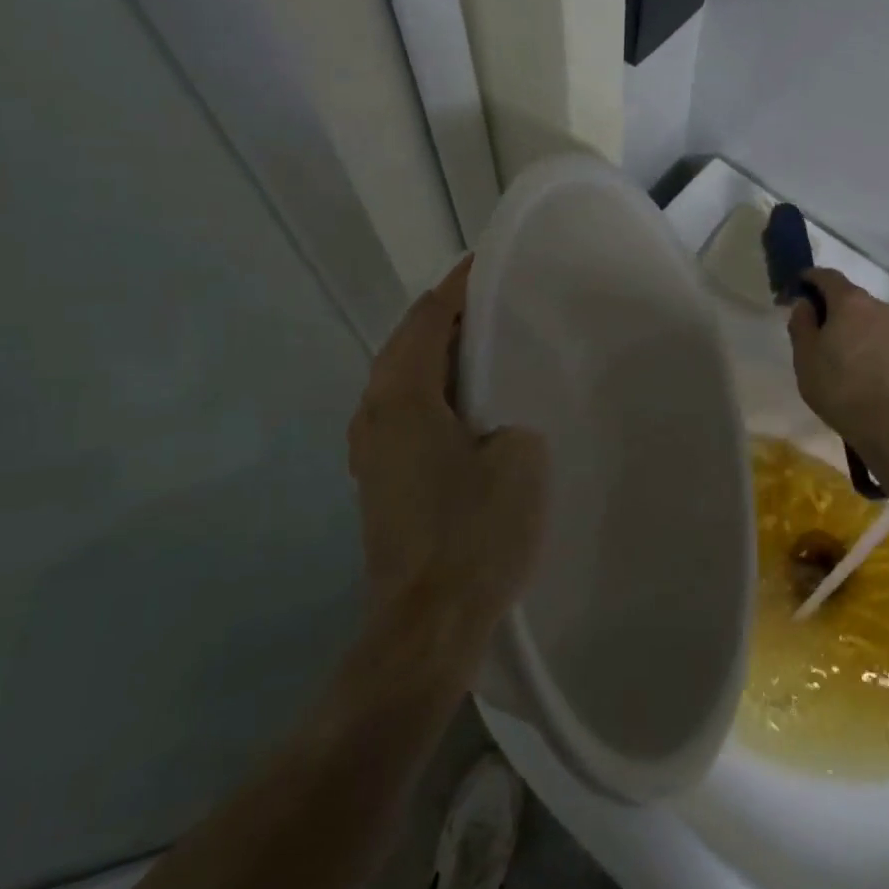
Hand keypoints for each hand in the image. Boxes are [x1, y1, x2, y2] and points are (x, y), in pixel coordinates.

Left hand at [348, 258, 547, 636]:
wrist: (428, 624)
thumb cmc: (477, 531)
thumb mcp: (519, 456)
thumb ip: (509, 416)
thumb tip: (494, 418)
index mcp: (403, 396)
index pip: (427, 318)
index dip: (458, 287)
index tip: (488, 264)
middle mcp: (374, 413)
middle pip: (406, 342)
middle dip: (447, 317)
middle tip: (495, 303)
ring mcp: (370, 449)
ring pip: (401, 378)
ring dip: (438, 355)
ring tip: (484, 346)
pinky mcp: (378, 479)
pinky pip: (403, 411)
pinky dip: (431, 390)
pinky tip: (466, 404)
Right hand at [786, 269, 888, 456]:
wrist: (887, 422)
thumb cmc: (837, 385)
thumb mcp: (805, 354)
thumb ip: (801, 322)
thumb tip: (804, 303)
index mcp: (849, 300)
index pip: (826, 275)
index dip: (809, 278)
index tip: (795, 289)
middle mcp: (877, 304)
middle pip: (848, 294)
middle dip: (828, 302)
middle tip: (810, 323)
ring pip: (864, 313)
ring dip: (848, 320)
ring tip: (832, 345)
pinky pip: (877, 331)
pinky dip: (863, 335)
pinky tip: (853, 359)